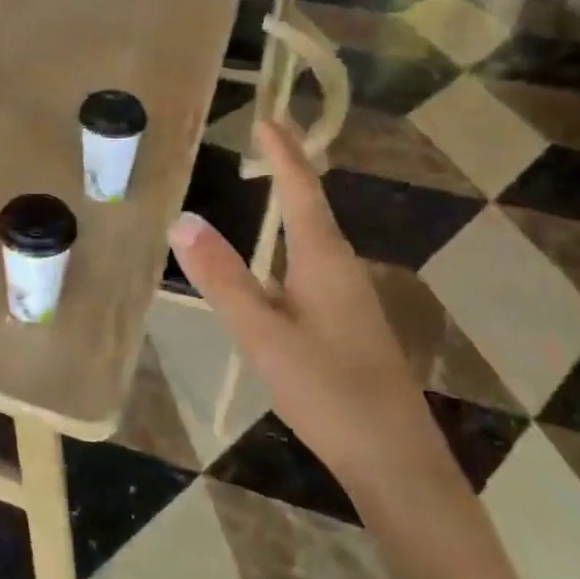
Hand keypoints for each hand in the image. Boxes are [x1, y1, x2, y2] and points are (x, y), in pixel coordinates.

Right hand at [168, 120, 435, 486]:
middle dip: (290, 171)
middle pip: (313, 207)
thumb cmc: (328, 391)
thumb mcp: (263, 334)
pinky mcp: (349, 324)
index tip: (268, 118)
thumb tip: (183, 220)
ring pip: (316, 238)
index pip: (301, 190)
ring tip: (270, 186)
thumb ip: (224, 279)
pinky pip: (314, 266)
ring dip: (294, 205)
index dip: (284, 153)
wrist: (396, 461)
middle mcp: (342, 268)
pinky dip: (293, 243)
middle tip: (264, 142)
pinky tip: (278, 266)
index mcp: (324, 260)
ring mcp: (350, 298)